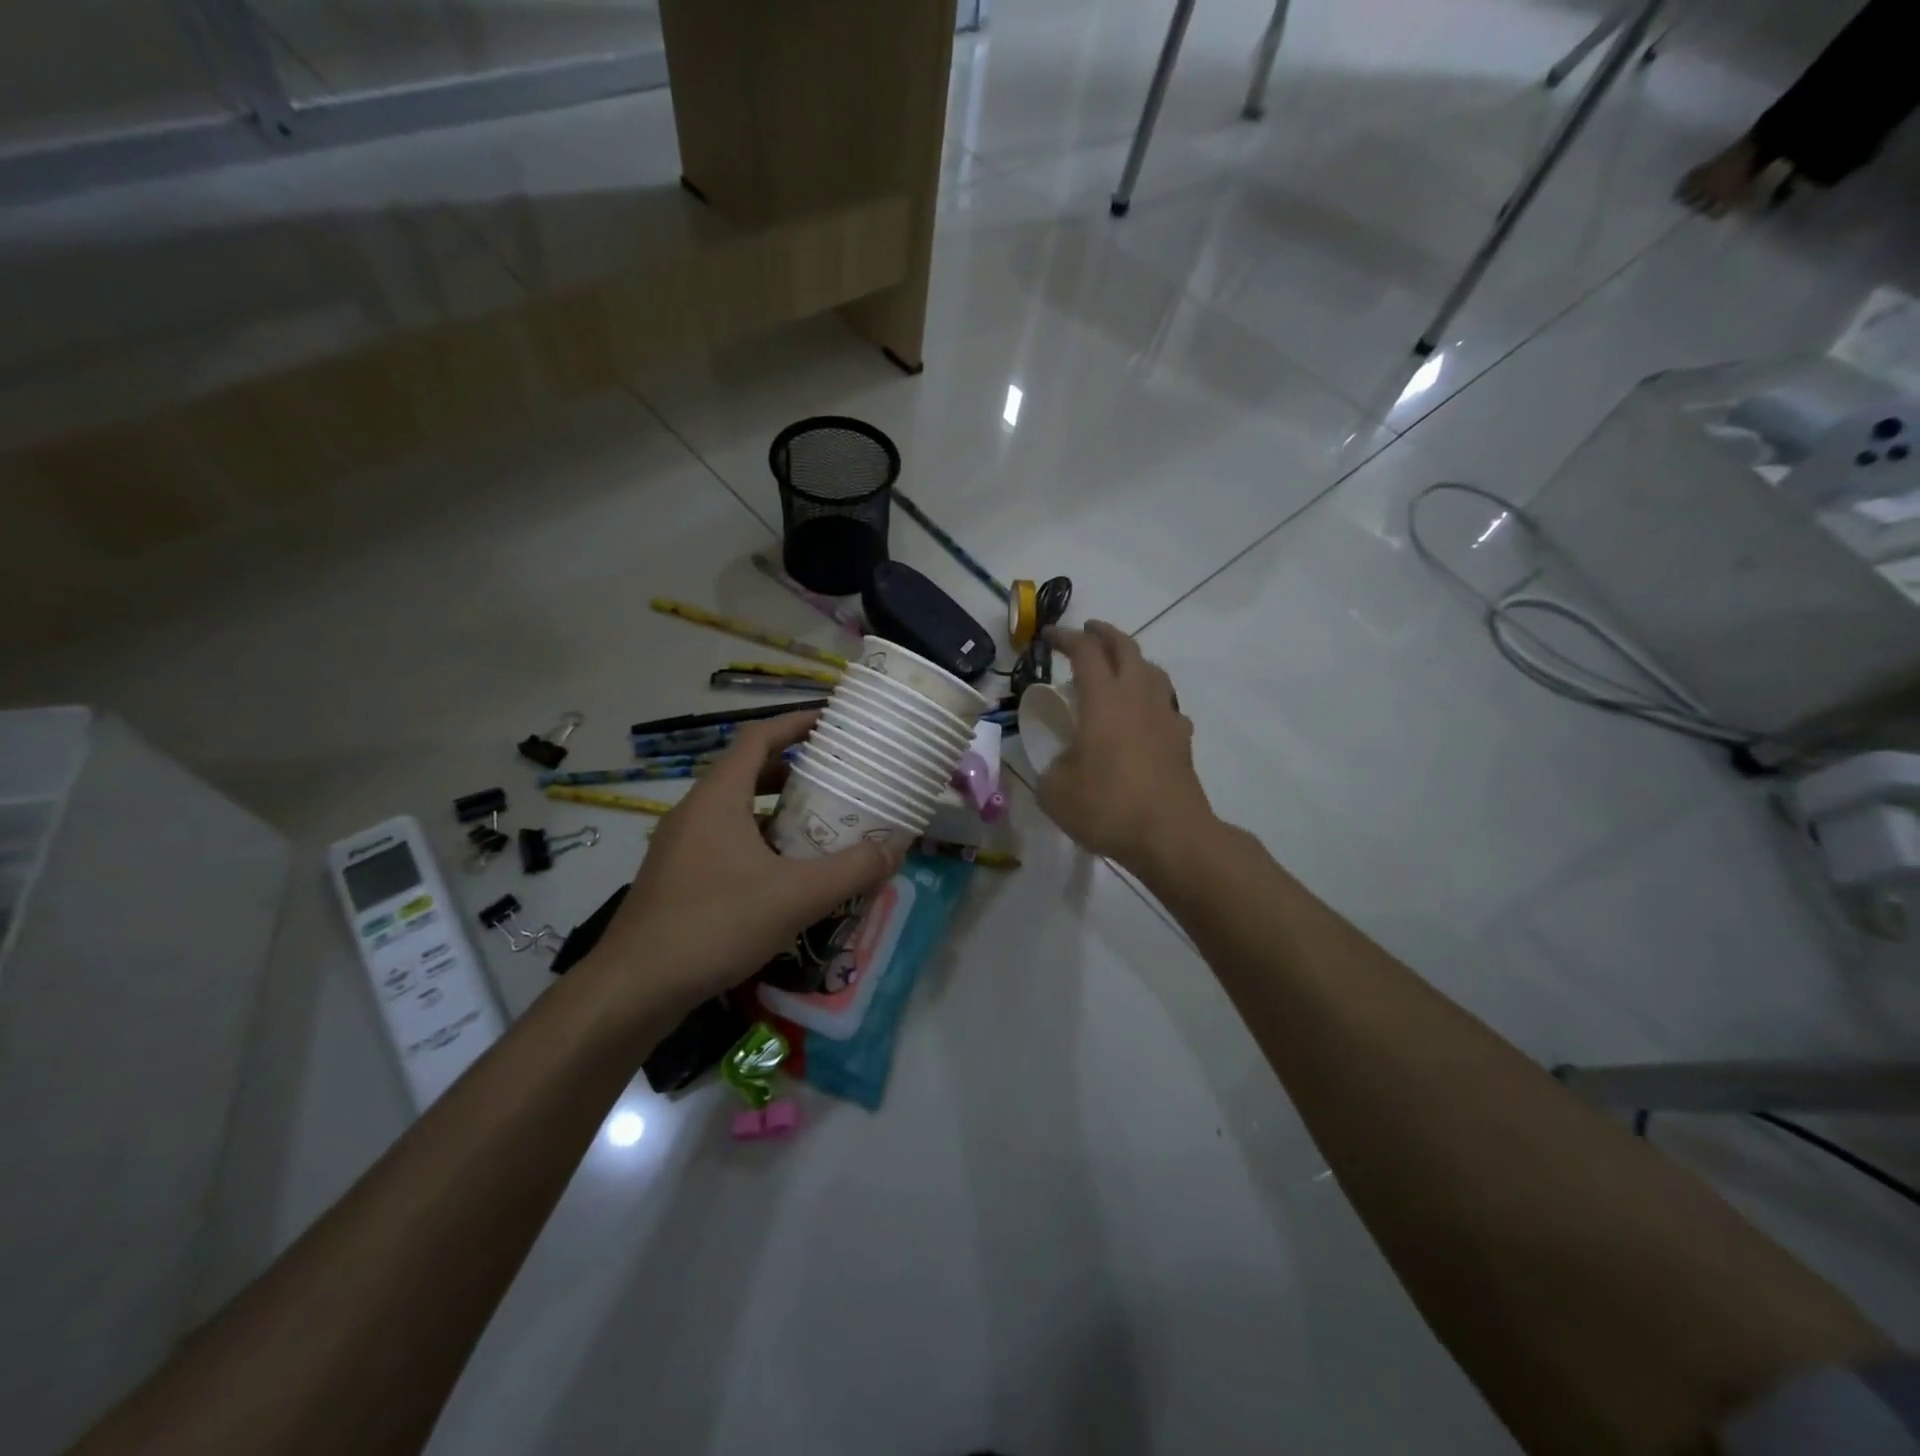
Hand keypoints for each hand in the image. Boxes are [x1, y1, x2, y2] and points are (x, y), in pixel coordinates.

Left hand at [594, 713, 902, 1007]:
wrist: (633, 988)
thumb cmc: (714, 925)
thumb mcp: (795, 896)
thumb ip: (851, 870)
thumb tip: (895, 849)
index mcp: (718, 797)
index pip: (758, 737)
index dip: (795, 723)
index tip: (831, 721)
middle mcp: (695, 812)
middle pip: (749, 773)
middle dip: (795, 771)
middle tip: (838, 781)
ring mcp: (681, 846)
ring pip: (738, 812)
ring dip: (778, 812)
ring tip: (821, 827)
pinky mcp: (678, 878)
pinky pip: (726, 843)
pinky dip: (760, 844)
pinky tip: (786, 877)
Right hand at [1037, 621, 1214, 873]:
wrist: (1170, 835)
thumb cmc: (1107, 807)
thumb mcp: (1055, 791)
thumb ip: (1050, 767)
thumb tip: (1060, 762)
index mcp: (1103, 700)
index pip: (1084, 652)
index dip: (1065, 638)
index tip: (1048, 635)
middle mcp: (1137, 697)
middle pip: (1125, 648)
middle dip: (1104, 633)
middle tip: (1087, 631)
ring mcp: (1165, 716)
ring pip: (1152, 670)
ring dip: (1132, 659)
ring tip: (1118, 667)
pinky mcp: (1181, 739)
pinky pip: (1166, 704)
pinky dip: (1151, 698)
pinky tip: (1144, 715)